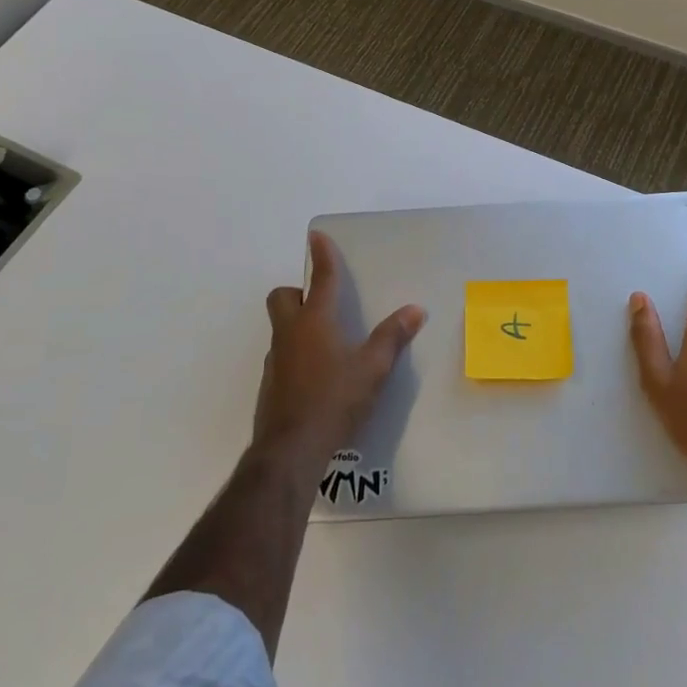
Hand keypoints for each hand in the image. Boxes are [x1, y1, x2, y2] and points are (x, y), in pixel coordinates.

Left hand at [254, 231, 425, 468]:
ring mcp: (276, 360)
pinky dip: (297, 355)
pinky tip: (318, 377)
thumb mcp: (372, 369)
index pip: (320, 279)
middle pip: (282, 297)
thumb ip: (392, 337)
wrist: (291, 450)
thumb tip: (415, 309)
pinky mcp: (271, 385)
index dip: (321, 256)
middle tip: (321, 303)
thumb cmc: (334, 400)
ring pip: (281, 328)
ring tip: (328, 343)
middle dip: (297, 292)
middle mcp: (290, 334)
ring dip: (298, 325)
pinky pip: (282, 356)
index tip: (317, 236)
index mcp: (315, 322)